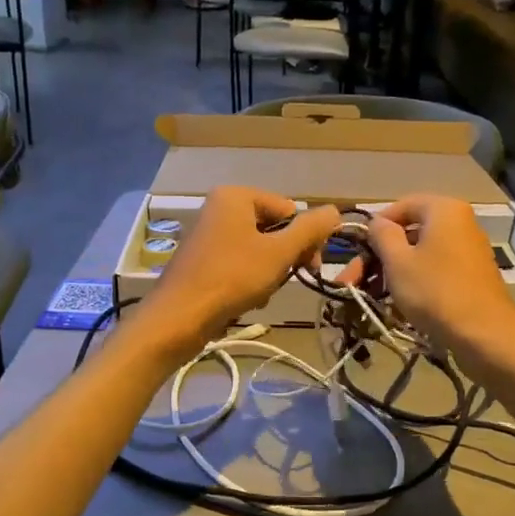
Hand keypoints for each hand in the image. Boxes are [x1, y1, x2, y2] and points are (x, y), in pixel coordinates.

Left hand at [146, 188, 338, 349]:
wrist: (179, 318)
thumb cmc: (231, 278)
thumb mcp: (279, 253)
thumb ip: (310, 230)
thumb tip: (336, 210)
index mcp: (236, 196)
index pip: (289, 210)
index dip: (304, 238)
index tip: (311, 267)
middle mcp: (219, 208)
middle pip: (273, 229)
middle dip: (284, 258)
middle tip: (286, 281)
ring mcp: (208, 235)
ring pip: (259, 251)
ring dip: (268, 274)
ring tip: (260, 293)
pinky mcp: (203, 261)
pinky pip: (239, 264)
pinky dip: (249, 281)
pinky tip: (246, 300)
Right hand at [364, 195, 514, 362]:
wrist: (485, 334)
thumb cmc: (435, 291)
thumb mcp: (397, 261)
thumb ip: (382, 235)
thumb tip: (377, 222)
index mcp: (444, 210)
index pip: (401, 206)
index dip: (375, 227)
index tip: (359, 252)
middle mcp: (461, 222)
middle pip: (410, 232)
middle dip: (380, 256)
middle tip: (354, 281)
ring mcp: (469, 249)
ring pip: (422, 253)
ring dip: (394, 271)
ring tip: (373, 296)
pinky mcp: (472, 275)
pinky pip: (437, 269)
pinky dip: (416, 281)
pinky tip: (400, 304)